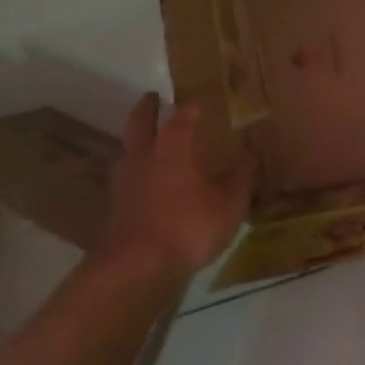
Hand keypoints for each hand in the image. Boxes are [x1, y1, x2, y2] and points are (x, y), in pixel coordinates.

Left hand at [101, 94, 254, 278]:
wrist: (138, 267)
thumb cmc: (188, 225)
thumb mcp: (229, 204)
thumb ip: (240, 180)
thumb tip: (249, 158)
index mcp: (174, 144)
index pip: (183, 115)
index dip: (192, 107)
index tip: (200, 102)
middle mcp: (145, 155)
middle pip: (140, 123)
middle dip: (147, 108)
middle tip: (153, 98)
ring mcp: (125, 182)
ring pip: (129, 151)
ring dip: (138, 142)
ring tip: (150, 143)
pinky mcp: (115, 208)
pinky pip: (127, 180)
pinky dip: (137, 175)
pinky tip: (148, 185)